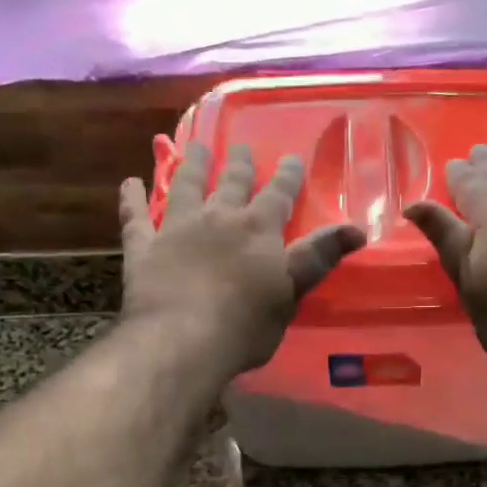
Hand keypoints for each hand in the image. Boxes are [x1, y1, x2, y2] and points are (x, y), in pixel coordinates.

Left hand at [119, 142, 364, 379]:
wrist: (182, 340)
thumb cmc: (246, 323)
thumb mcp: (292, 291)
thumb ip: (319, 257)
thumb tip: (357, 228)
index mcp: (258, 229)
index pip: (278, 194)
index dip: (287, 176)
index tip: (291, 158)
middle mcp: (218, 217)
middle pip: (230, 182)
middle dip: (238, 164)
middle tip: (239, 146)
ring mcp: (176, 228)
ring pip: (184, 186)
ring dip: (190, 165)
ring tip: (193, 147)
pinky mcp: (144, 248)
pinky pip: (135, 217)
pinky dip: (132, 199)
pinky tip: (129, 183)